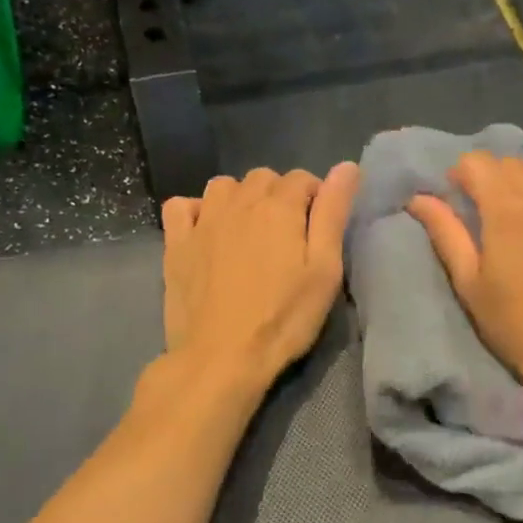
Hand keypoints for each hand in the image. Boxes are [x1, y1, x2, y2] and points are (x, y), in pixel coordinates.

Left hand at [162, 163, 359, 389]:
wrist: (221, 356)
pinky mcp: (175, 244)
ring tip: (249, 232)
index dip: (315, 197)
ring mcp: (202, 221)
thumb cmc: (283, 317)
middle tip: (288, 236)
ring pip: (223, 186)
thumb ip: (333, 213)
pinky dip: (196, 210)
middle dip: (279, 195)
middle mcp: (238, 202)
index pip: (302, 178)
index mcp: (279, 206)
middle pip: (263, 177)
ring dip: (240, 198)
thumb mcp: (324, 269)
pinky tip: (207, 232)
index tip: (318, 228)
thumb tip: (347, 166)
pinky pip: (181, 206)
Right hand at [407, 151, 522, 395]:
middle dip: (493, 180)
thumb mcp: (469, 283)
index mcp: (505, 206)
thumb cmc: (515, 323)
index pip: (477, 162)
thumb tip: (419, 198)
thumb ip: (446, 233)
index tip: (458, 201)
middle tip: (487, 216)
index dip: (461, 176)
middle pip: (511, 165)